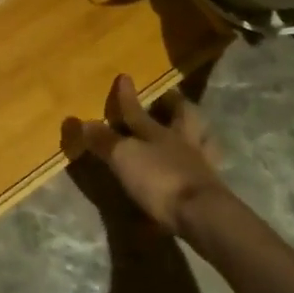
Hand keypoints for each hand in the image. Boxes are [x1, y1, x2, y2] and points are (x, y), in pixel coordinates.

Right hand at [62, 74, 225, 234]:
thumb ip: (105, 141)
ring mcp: (201, 165)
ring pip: (201, 140)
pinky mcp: (211, 191)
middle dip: (175, 105)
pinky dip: (199, 166)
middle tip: (170, 97)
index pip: (137, 110)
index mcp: (159, 131)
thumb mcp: (125, 158)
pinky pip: (205, 170)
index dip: (127, 95)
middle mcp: (182, 142)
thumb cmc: (160, 179)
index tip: (123, 76)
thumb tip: (83, 122)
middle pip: (183, 116)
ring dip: (194, 133)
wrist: (202, 216)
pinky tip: (193, 171)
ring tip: (187, 132)